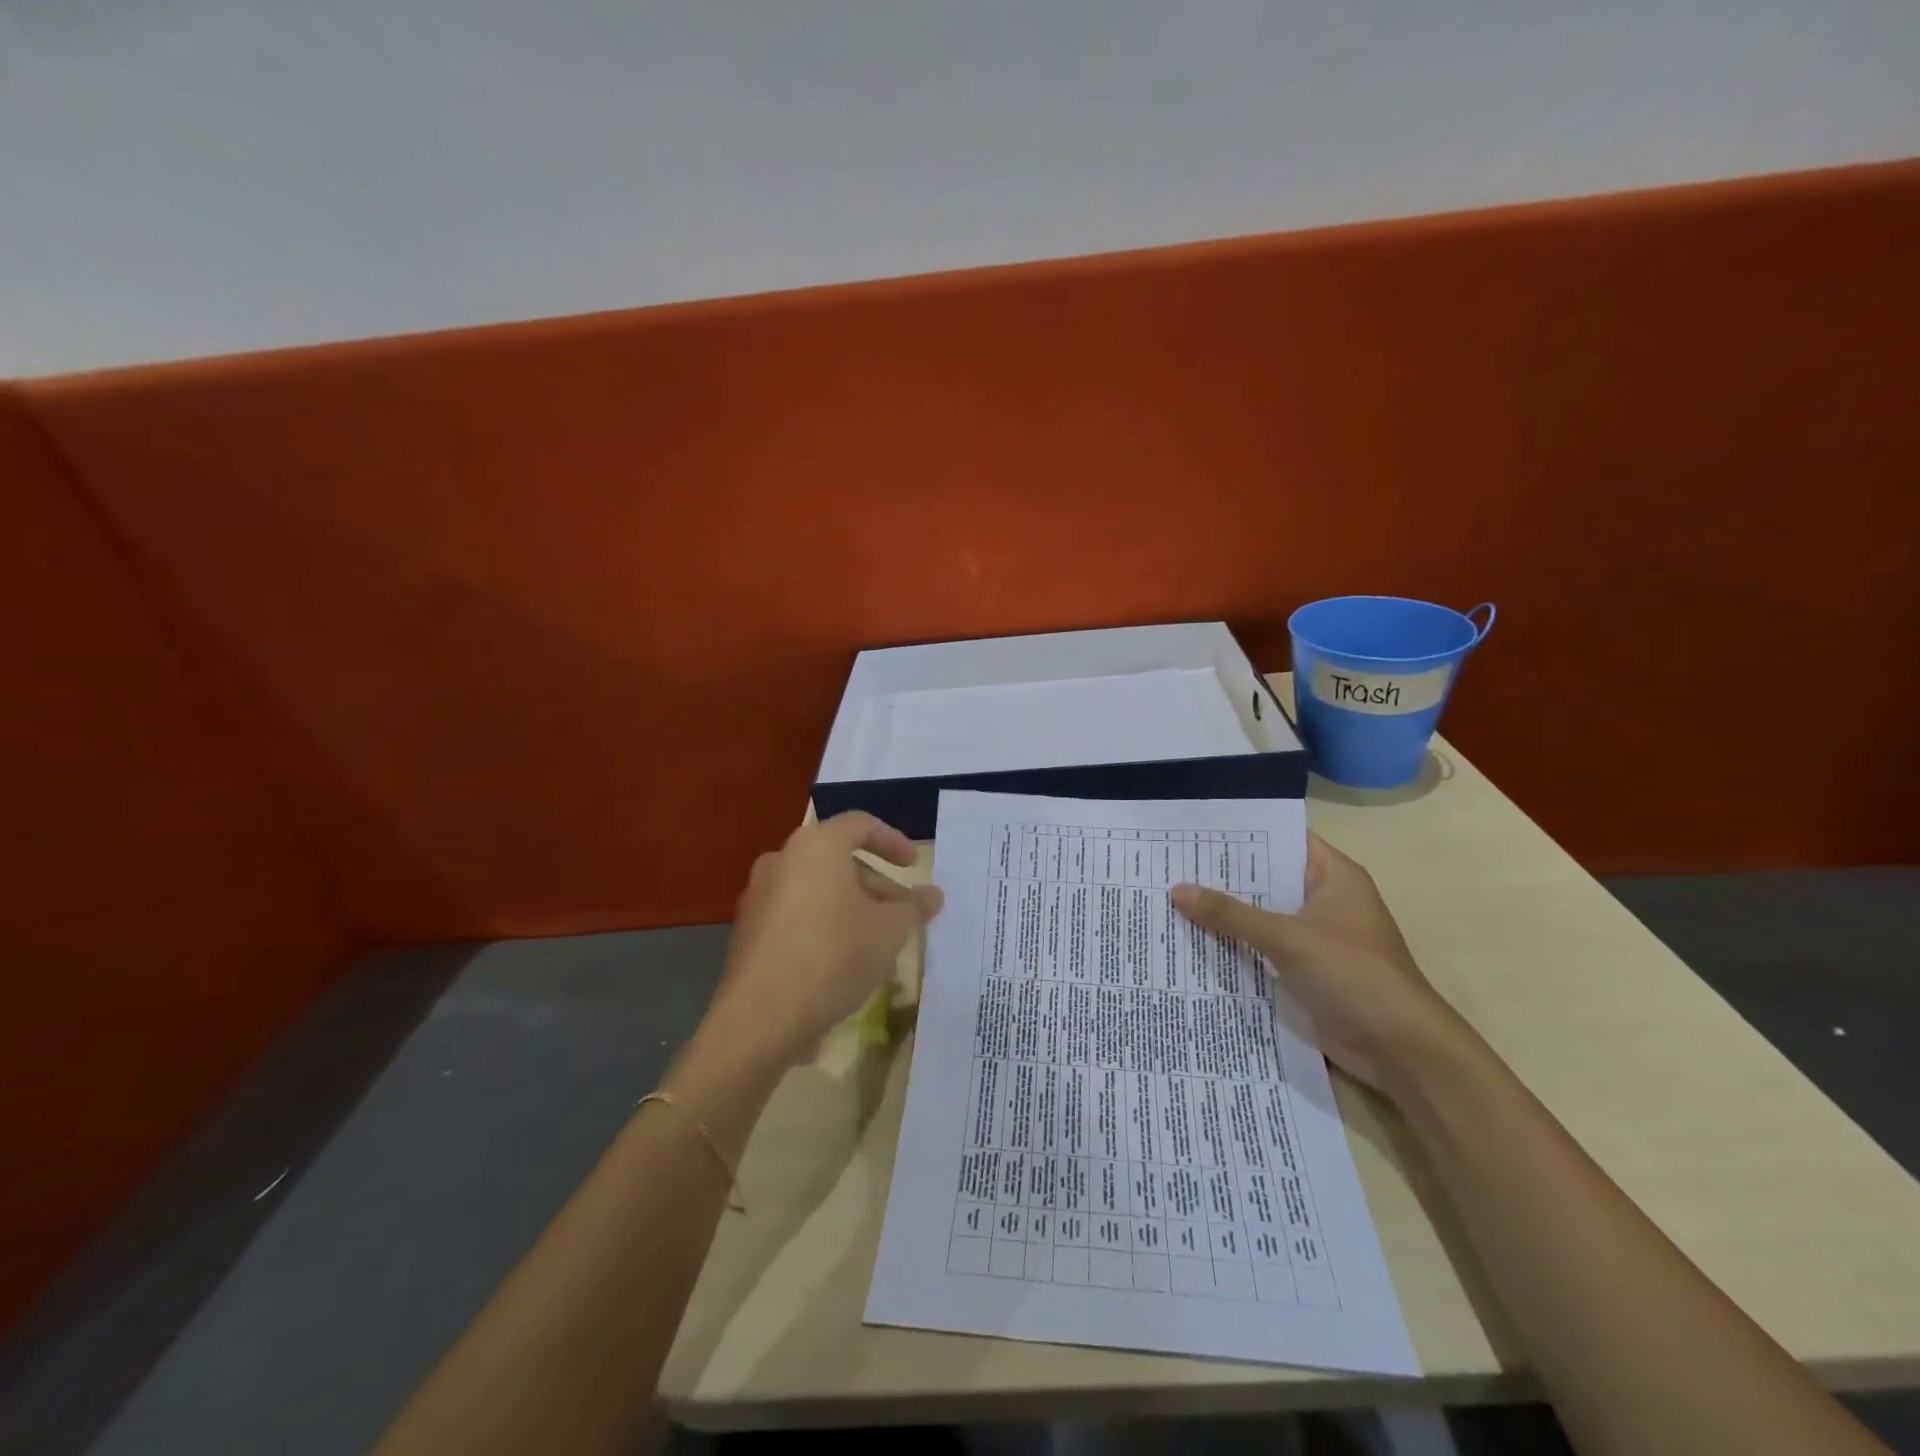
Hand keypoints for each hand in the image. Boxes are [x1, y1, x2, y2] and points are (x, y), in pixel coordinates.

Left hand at [706, 812, 943, 1065]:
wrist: (761, 1017)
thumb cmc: (834, 954)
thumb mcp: (889, 930)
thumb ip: (914, 907)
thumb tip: (933, 895)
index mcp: (816, 845)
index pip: (860, 825)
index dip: (893, 841)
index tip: (914, 865)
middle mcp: (782, 860)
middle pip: (837, 861)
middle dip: (876, 885)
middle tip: (903, 914)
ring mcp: (759, 897)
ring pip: (817, 892)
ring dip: (852, 910)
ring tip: (880, 945)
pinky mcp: (748, 933)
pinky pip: (796, 917)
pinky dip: (824, 928)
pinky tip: (845, 965)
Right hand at [1170, 832, 1466, 1093]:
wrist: (1401, 1050)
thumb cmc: (1353, 975)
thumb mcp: (1288, 938)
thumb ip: (1231, 914)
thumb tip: (1176, 889)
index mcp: (1333, 876)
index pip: (1282, 837)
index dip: (1241, 832)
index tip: (1194, 829)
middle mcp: (1323, 899)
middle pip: (1266, 877)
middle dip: (1221, 874)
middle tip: (1169, 862)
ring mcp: (1314, 936)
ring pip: (1260, 914)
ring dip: (1224, 912)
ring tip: (1169, 896)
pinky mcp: (1305, 969)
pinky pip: (1261, 947)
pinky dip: (1234, 944)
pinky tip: (1192, 939)